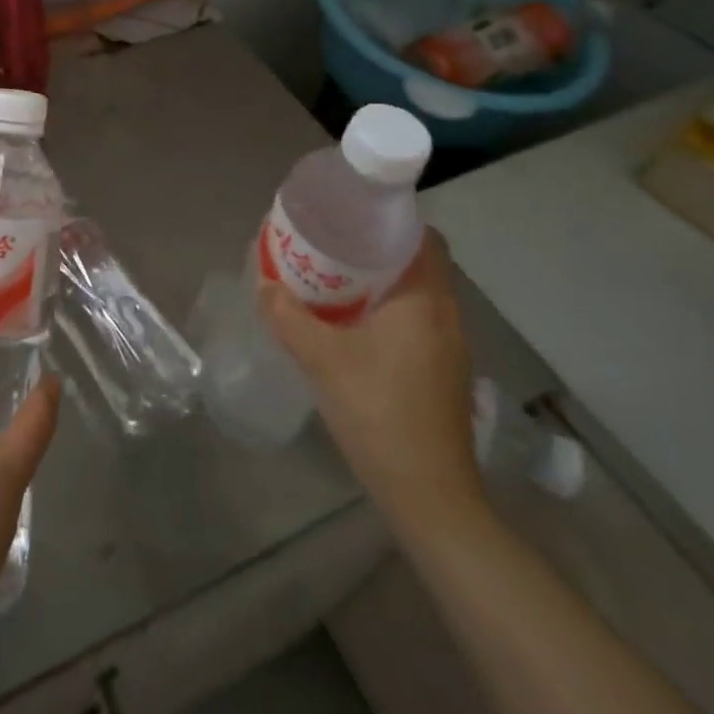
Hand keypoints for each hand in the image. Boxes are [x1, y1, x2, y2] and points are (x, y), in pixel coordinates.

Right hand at [259, 232, 484, 531]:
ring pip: (416, 293)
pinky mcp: (443, 373)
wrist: (430, 498)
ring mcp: (449, 348)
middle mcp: (446, 316)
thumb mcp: (321, 359)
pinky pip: (416, 320)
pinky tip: (351, 325)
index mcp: (425, 300)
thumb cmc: (379, 414)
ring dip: (380, 281)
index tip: (350, 215)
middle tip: (330, 244)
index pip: (423, 237)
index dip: (390, 219)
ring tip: (333, 278)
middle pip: (417, 262)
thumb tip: (264, 285)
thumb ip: (288, 316)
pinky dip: (387, 310)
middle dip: (375, 248)